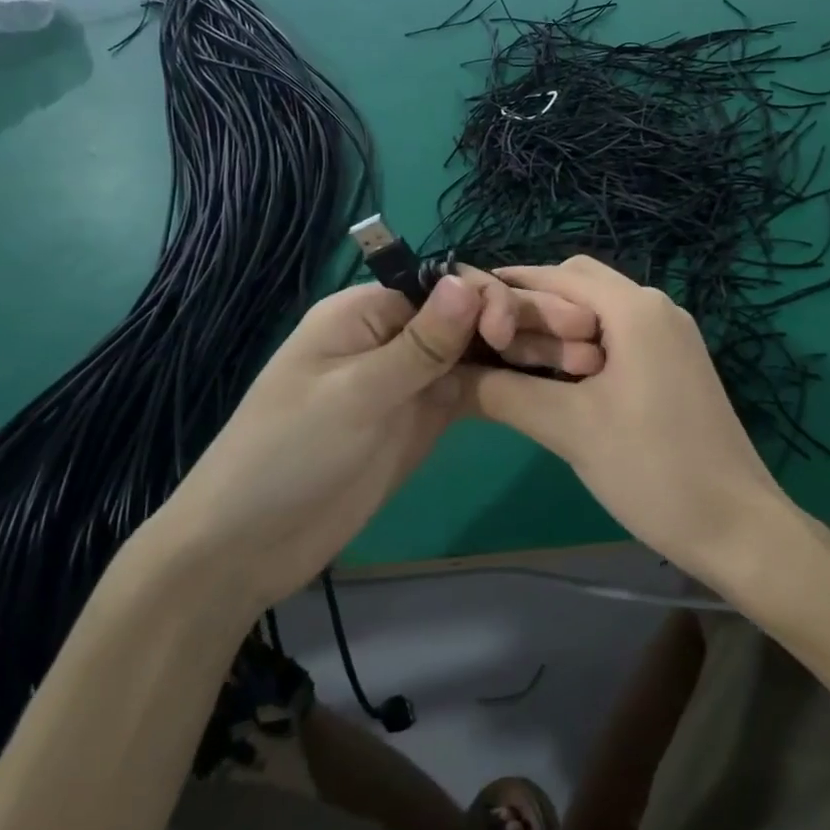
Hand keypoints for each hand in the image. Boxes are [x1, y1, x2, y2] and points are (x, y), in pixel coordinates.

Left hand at [158, 269, 602, 604]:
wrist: (246, 548)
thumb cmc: (287, 457)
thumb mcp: (355, 395)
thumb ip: (419, 343)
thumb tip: (468, 281)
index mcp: (366, 312)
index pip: (439, 285)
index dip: (484, 297)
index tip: (511, 330)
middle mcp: (394, 336)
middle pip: (467, 316)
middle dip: (522, 321)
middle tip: (583, 337)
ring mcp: (411, 379)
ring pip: (478, 352)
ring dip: (526, 353)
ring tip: (583, 361)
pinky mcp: (424, 418)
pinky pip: (474, 390)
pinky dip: (509, 385)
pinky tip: (552, 385)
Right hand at [464, 257, 793, 587]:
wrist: (737, 526)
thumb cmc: (652, 469)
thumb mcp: (569, 429)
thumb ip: (504, 393)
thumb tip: (450, 374)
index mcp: (635, 309)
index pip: (559, 275)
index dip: (511, 286)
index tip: (466, 308)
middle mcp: (657, 308)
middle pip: (581, 287)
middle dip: (535, 309)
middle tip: (495, 346)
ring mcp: (672, 336)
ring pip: (601, 314)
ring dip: (560, 331)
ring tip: (521, 368)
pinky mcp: (678, 364)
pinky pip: (622, 338)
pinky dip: (586, 349)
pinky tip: (563, 383)